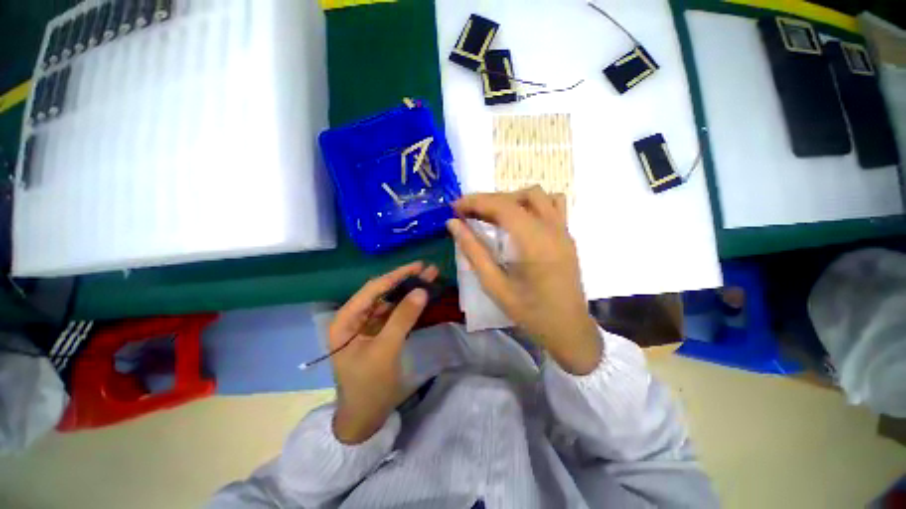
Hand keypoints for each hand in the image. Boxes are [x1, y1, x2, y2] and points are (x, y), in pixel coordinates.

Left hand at [328, 262, 437, 443]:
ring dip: (409, 291)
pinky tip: (421, 298)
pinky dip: (408, 306)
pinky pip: (394, 314)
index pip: (373, 289)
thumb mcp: (385, 350)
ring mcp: (367, 326)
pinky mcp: (378, 333)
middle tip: (428, 270)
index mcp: (345, 320)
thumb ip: (403, 318)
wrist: (365, 418)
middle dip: (405, 281)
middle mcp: (354, 318)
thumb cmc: (369, 386)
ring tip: (430, 279)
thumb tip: (421, 290)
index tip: (418, 266)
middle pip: (382, 293)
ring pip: (390, 301)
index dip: (396, 275)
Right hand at [447, 187, 601, 374]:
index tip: (455, 207)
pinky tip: (519, 219)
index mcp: (534, 243)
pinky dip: (532, 204)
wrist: (568, 329)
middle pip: (517, 198)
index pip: (502, 206)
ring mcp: (563, 230)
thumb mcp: (494, 285)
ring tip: (492, 215)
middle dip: (488, 200)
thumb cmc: (529, 313)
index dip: (476, 201)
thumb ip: (473, 251)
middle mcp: (552, 229)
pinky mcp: (567, 236)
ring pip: (537, 195)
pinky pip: (553, 205)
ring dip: (511, 198)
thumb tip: (453, 225)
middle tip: (466, 213)